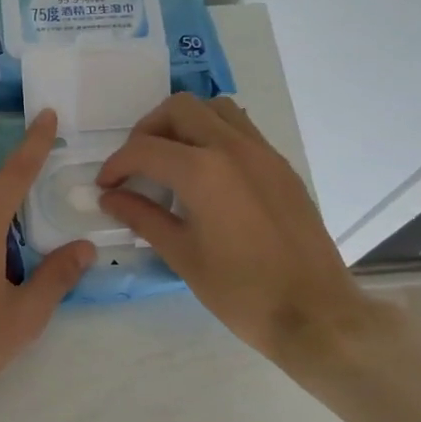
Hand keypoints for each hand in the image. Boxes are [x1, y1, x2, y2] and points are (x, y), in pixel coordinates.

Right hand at [95, 93, 385, 365]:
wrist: (314, 312)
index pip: (145, 149)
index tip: (106, 186)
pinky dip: (214, 135)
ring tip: (171, 159)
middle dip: (147, 131)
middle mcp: (233, 147)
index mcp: (203, 171)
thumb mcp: (182, 255)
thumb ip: (143, 217)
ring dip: (185, 123)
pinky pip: (241, 129)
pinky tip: (207, 173)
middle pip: (179, 109)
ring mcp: (263, 152)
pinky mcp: (281, 166)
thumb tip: (112, 198)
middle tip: (136, 165)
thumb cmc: (240, 291)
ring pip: (215, 109)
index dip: (117, 164)